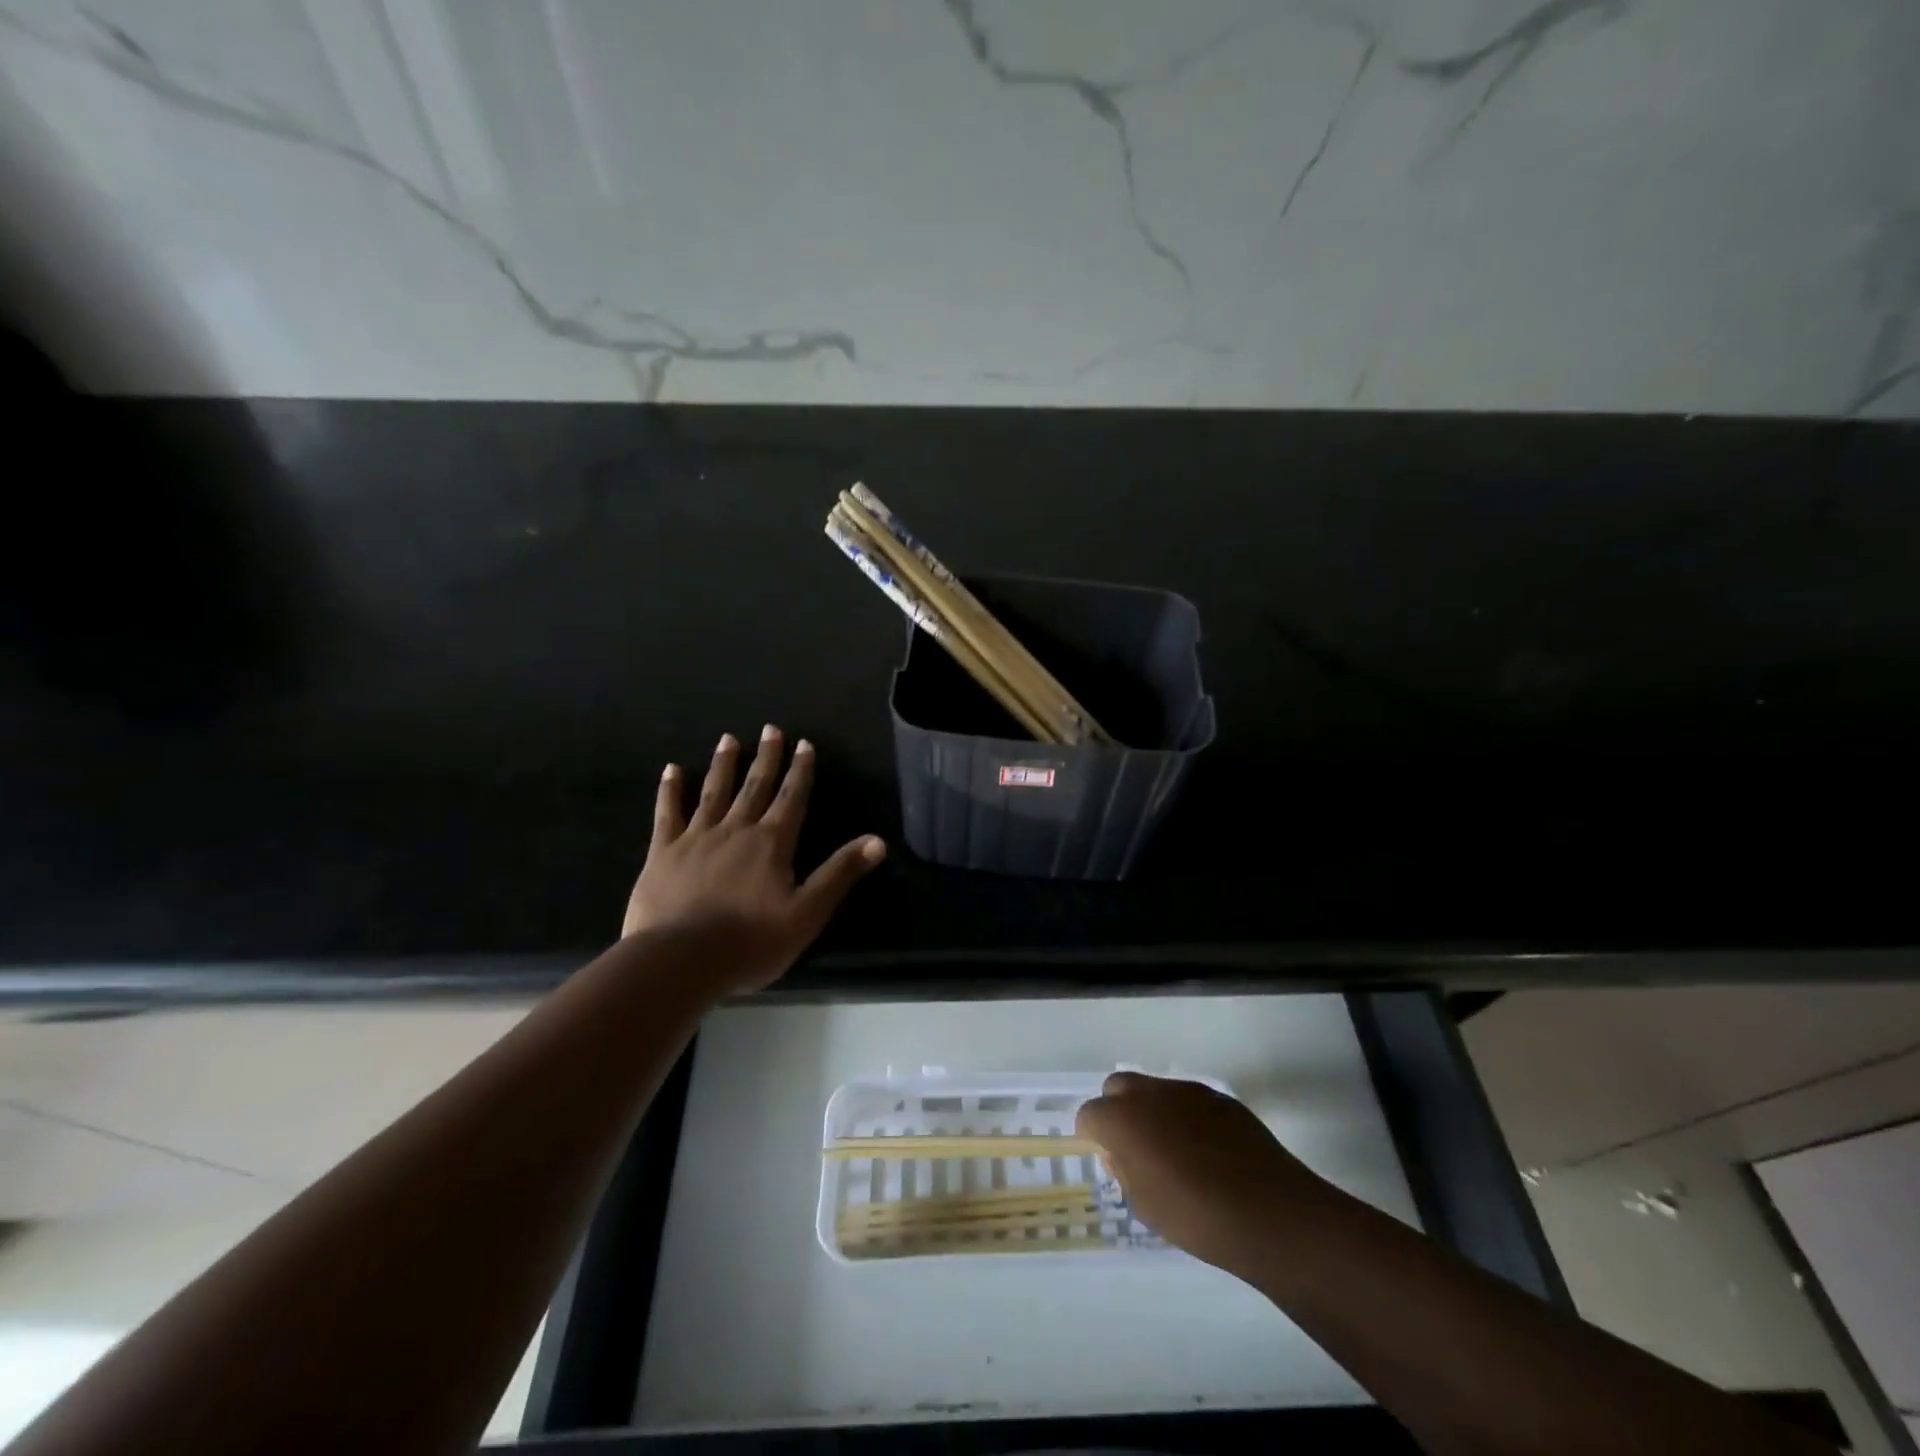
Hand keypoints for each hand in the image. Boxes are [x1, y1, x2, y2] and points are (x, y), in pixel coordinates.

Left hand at [622, 726, 885, 994]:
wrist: (679, 961)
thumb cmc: (750, 942)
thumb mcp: (807, 913)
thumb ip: (839, 874)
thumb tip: (878, 841)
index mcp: (772, 844)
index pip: (792, 799)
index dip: (800, 771)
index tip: (804, 744)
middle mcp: (736, 830)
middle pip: (755, 787)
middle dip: (766, 758)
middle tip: (771, 729)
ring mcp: (696, 838)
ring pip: (714, 792)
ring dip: (724, 765)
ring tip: (728, 739)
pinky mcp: (663, 852)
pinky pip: (667, 813)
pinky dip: (670, 790)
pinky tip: (672, 770)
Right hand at [1076, 1073, 1323, 1278]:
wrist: (1269, 1212)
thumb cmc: (1196, 1217)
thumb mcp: (1145, 1206)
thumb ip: (1124, 1171)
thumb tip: (1120, 1153)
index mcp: (1123, 1119)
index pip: (1089, 1114)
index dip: (1093, 1136)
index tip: (1107, 1159)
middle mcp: (1150, 1093)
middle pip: (1117, 1087)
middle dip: (1118, 1111)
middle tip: (1134, 1148)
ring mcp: (1187, 1090)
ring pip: (1155, 1090)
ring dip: (1153, 1112)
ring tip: (1174, 1152)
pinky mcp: (1219, 1097)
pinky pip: (1189, 1101)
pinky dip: (1186, 1117)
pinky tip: (1206, 1152)